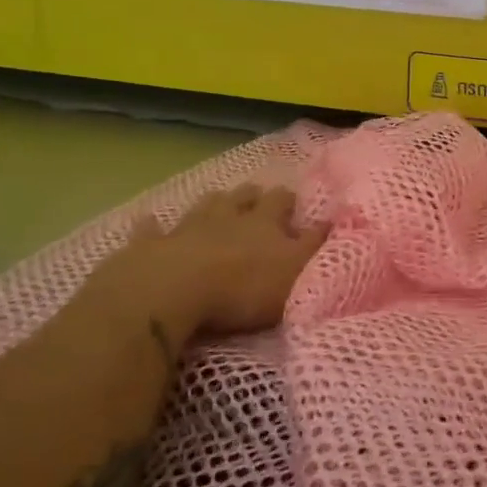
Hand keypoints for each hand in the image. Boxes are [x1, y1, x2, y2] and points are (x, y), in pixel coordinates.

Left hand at [67, 185, 328, 353]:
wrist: (173, 290)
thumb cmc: (243, 287)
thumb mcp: (296, 272)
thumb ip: (315, 247)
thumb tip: (336, 220)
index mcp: (264, 222)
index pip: (282, 202)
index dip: (289, 201)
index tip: (295, 202)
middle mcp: (228, 216)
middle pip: (242, 198)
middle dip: (253, 196)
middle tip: (258, 195)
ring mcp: (187, 227)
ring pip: (204, 206)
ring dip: (214, 203)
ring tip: (219, 199)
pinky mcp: (152, 246)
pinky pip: (152, 230)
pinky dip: (153, 226)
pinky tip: (150, 220)